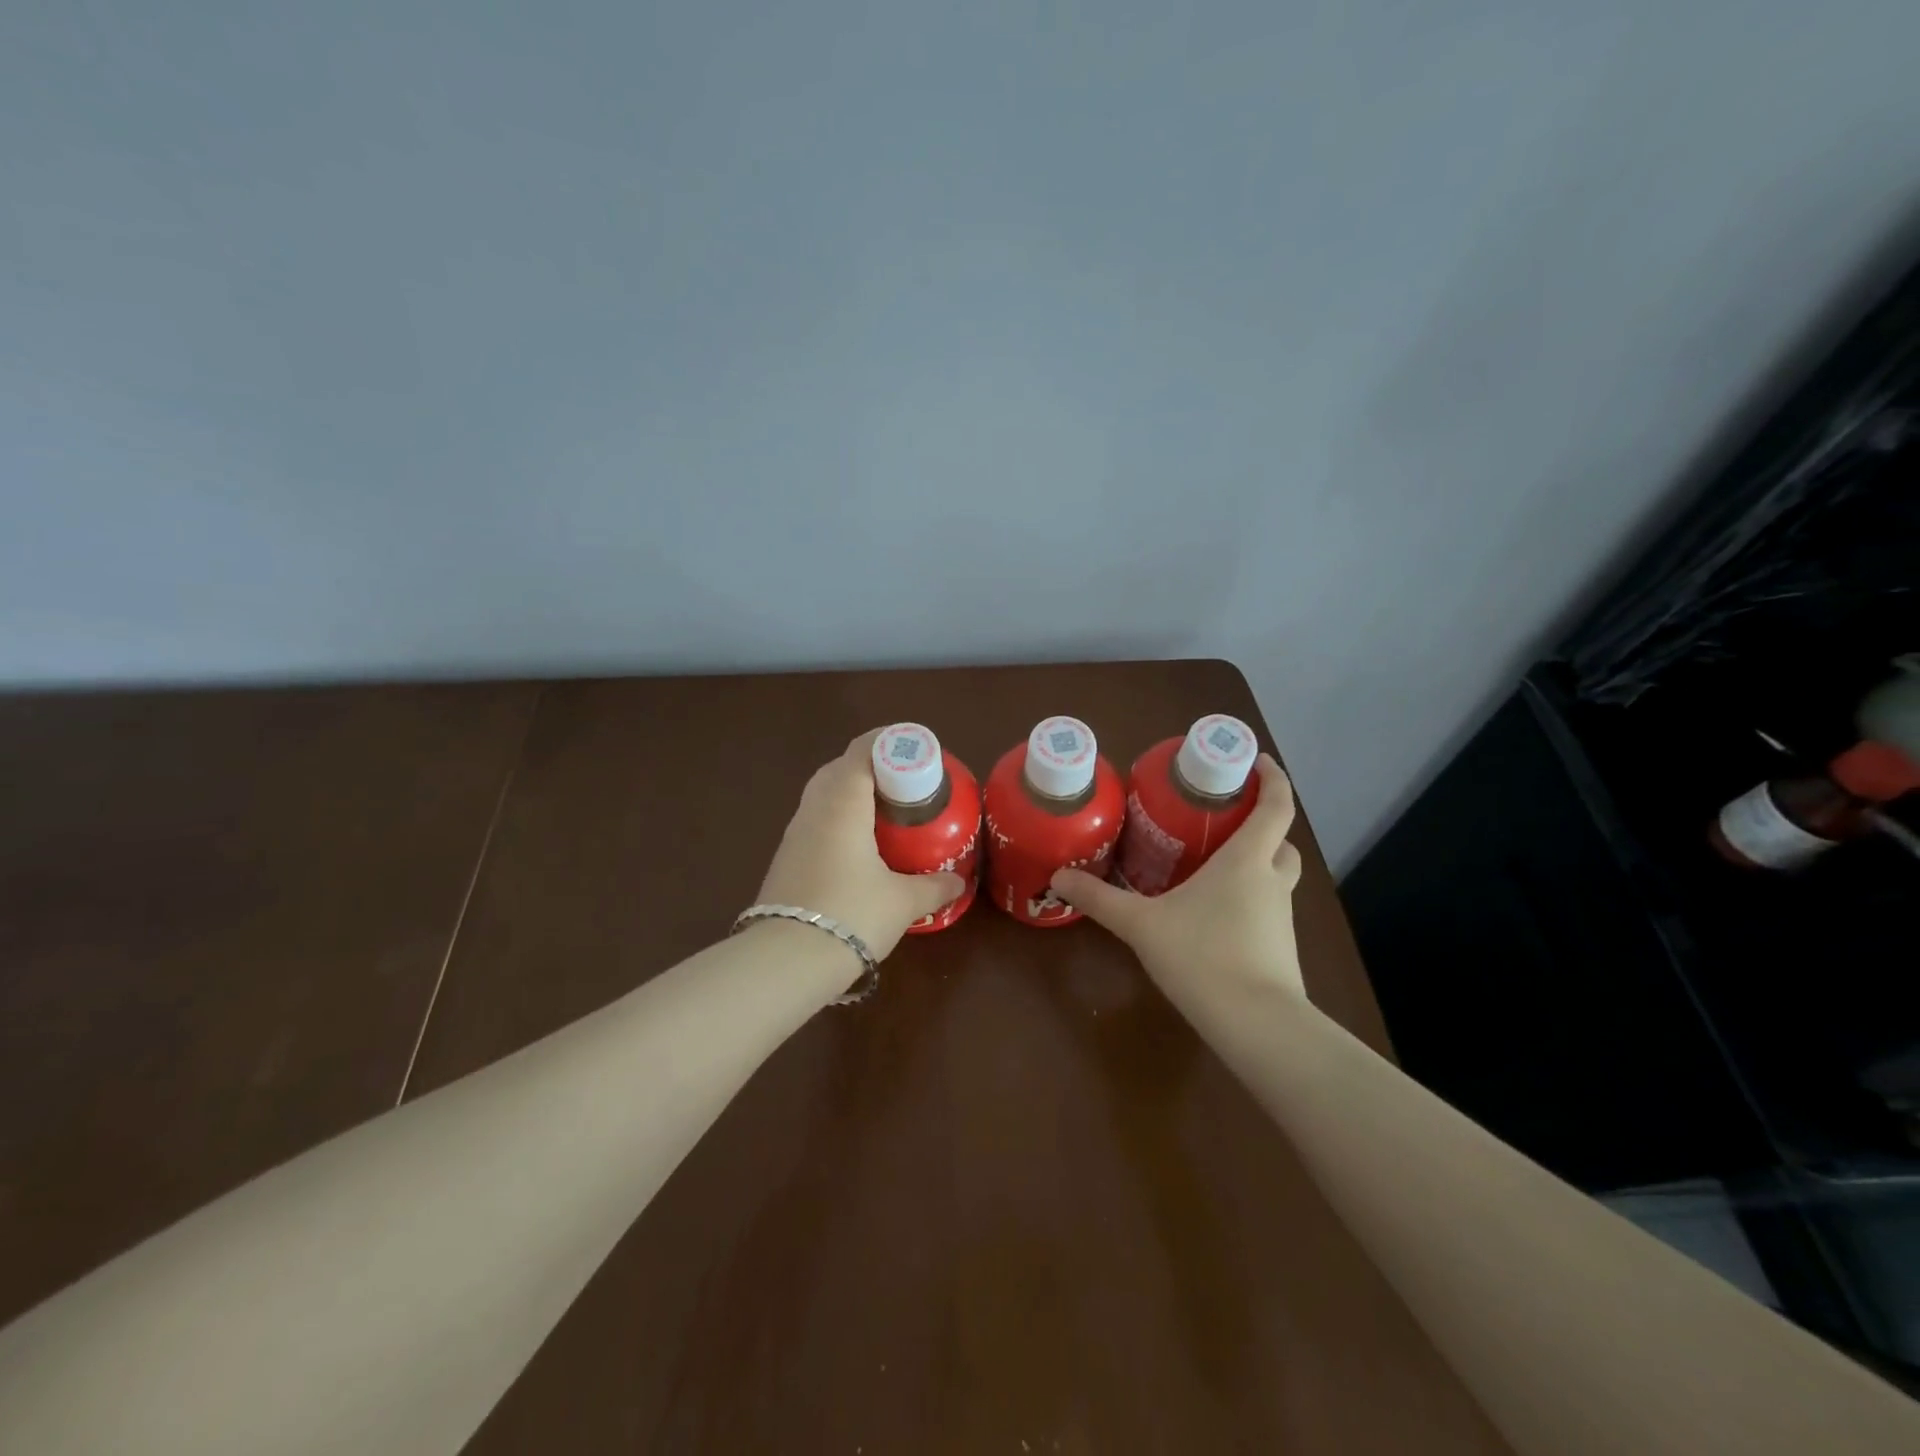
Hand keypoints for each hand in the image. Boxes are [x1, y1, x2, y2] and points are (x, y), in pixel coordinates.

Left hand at [755, 730, 967, 960]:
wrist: (785, 960)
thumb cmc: (851, 915)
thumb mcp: (902, 902)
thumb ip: (934, 887)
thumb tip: (959, 882)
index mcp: (843, 803)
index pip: (862, 751)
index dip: (889, 741)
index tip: (916, 750)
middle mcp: (814, 808)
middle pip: (840, 768)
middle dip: (872, 766)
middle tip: (904, 782)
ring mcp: (795, 833)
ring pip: (823, 794)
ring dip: (851, 793)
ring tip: (885, 813)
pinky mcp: (786, 858)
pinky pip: (816, 820)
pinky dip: (838, 818)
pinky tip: (858, 846)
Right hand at [1050, 755, 1305, 998]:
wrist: (1257, 1025)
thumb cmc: (1203, 956)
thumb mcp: (1141, 925)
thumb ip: (1100, 899)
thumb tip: (1058, 876)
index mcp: (1247, 861)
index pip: (1275, 806)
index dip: (1272, 778)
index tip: (1255, 760)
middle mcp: (1271, 881)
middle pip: (1281, 842)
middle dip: (1262, 826)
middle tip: (1225, 821)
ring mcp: (1282, 918)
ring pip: (1277, 877)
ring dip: (1257, 865)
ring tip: (1214, 868)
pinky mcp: (1281, 949)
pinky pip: (1268, 910)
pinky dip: (1251, 901)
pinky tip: (1216, 917)